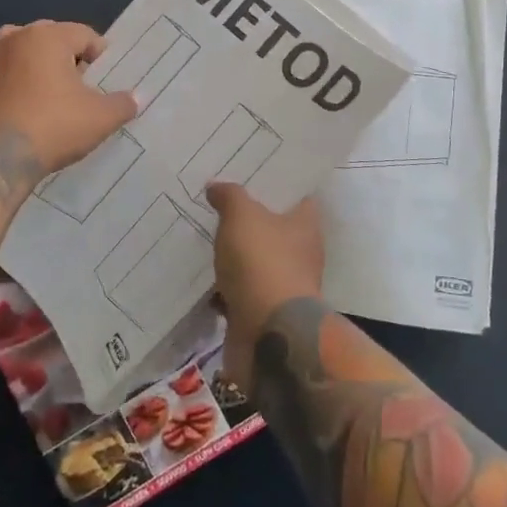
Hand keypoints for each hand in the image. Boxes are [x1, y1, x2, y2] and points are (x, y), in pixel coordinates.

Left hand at [0, 21, 136, 176]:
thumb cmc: (52, 128)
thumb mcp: (99, 118)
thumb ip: (122, 104)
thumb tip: (138, 98)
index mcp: (48, 36)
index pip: (84, 35)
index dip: (99, 57)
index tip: (104, 81)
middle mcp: (13, 36)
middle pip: (50, 39)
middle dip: (66, 59)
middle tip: (77, 90)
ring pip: (20, 52)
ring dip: (34, 66)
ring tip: (46, 96)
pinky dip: (9, 81)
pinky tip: (17, 105)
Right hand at [207, 183, 324, 390]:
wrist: (268, 335)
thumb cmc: (262, 263)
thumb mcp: (241, 216)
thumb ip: (229, 196)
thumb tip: (216, 186)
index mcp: (305, 224)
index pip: (296, 194)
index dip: (276, 182)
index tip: (251, 171)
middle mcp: (300, 252)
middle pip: (272, 226)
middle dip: (247, 217)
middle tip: (218, 200)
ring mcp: (282, 284)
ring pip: (254, 259)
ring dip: (232, 254)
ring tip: (203, 235)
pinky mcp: (263, 311)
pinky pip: (240, 290)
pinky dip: (223, 286)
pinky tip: (200, 275)